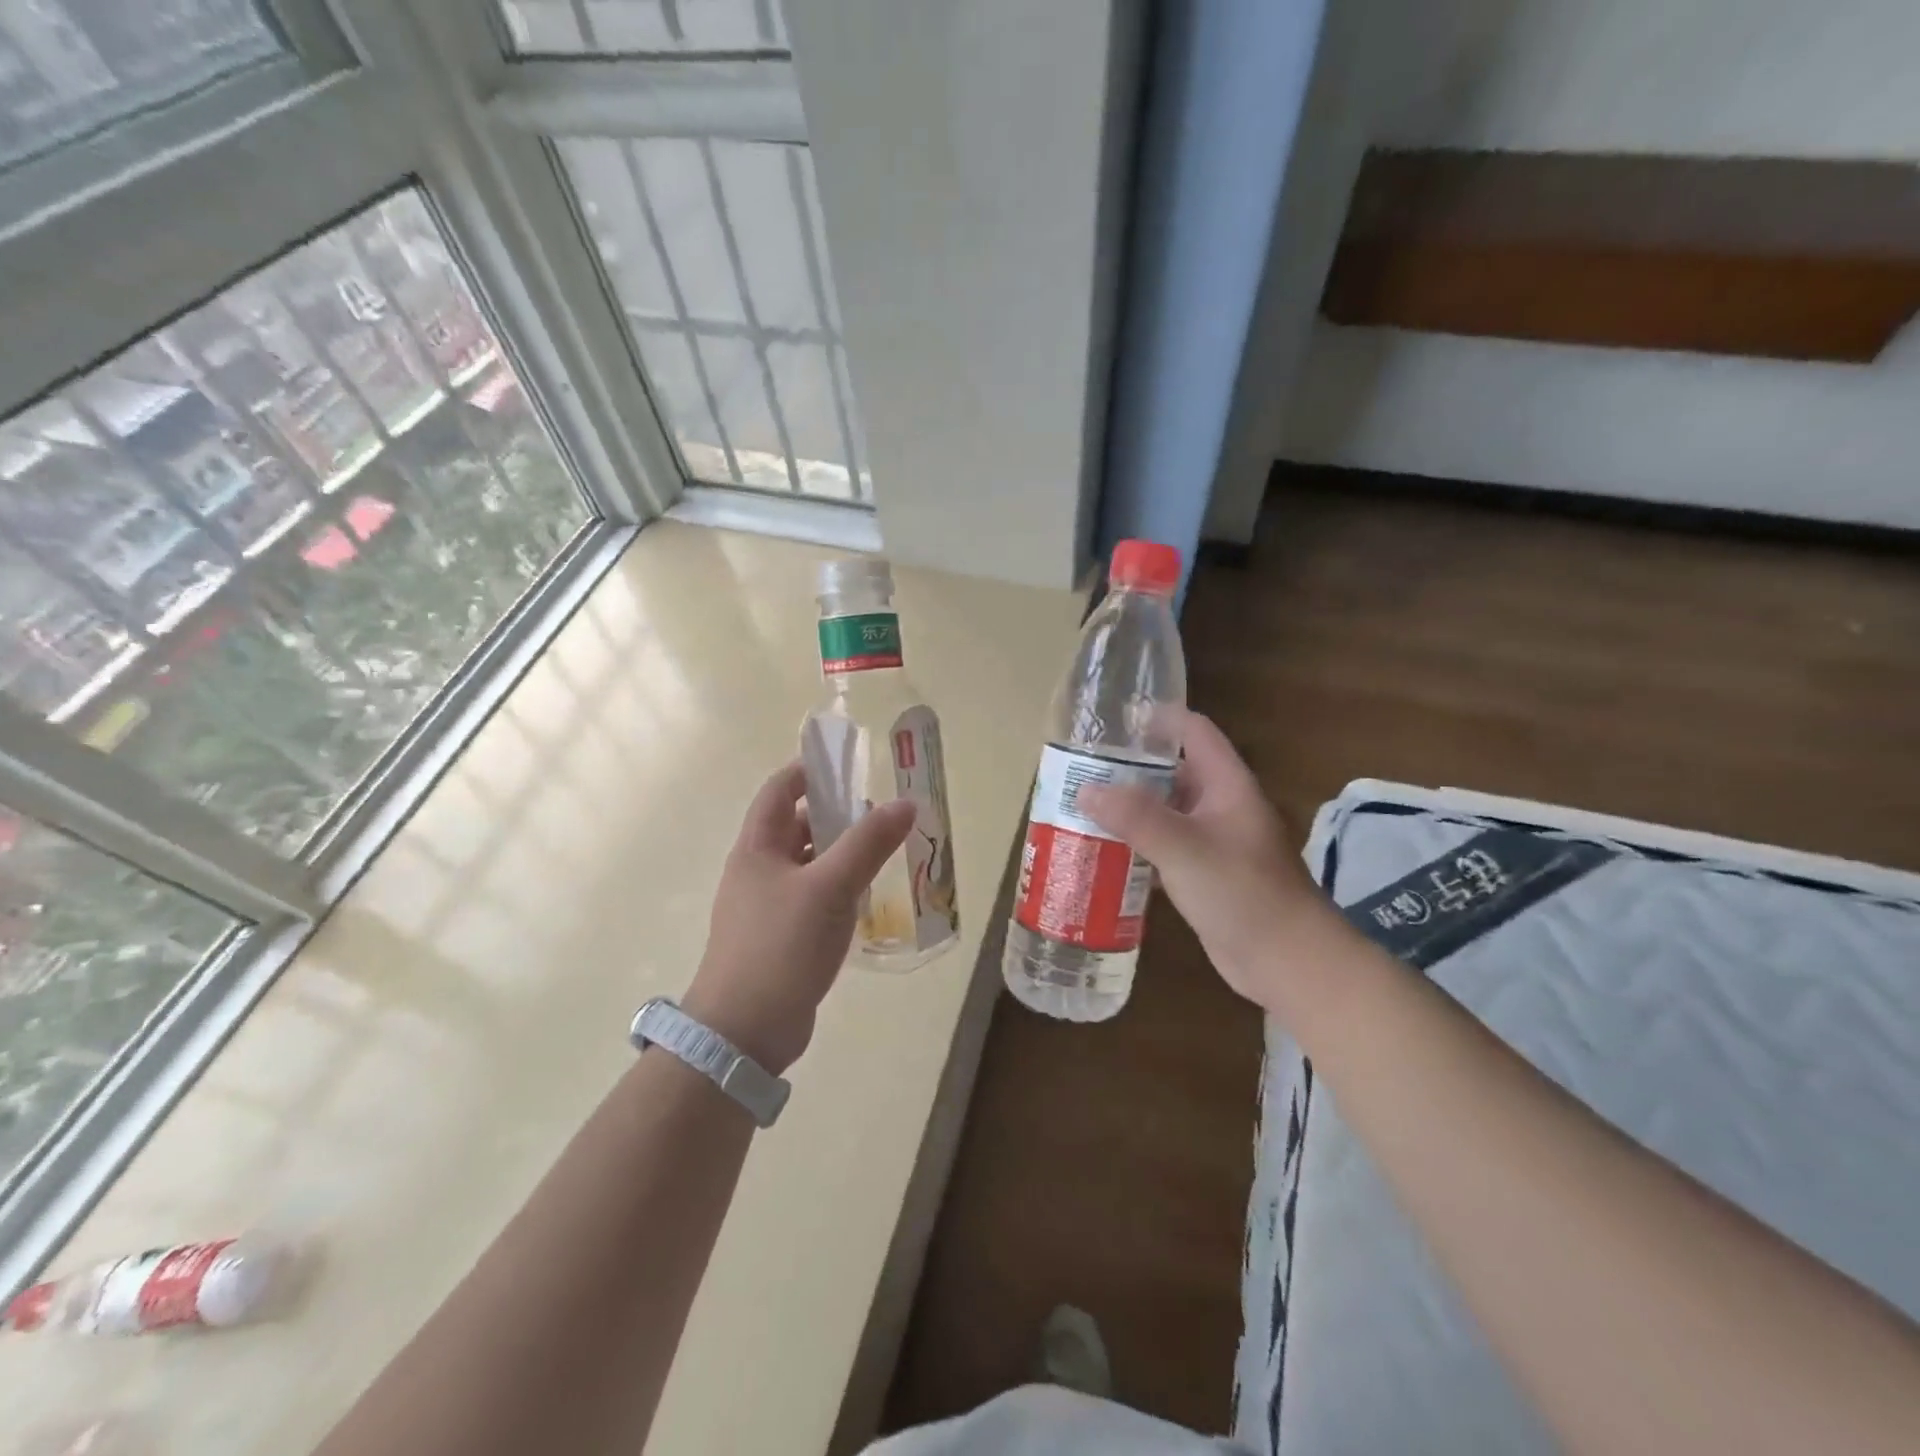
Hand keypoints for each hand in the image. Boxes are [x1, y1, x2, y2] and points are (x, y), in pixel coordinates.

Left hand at [684, 762, 915, 1074]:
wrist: (743, 1031)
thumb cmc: (780, 946)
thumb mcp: (830, 887)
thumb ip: (868, 843)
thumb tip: (905, 803)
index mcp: (757, 847)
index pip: (780, 790)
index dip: (809, 770)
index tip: (849, 764)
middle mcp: (757, 870)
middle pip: (795, 826)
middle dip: (835, 814)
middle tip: (880, 812)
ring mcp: (766, 906)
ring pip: (807, 864)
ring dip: (839, 853)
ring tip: (882, 851)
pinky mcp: (779, 937)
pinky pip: (811, 898)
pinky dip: (837, 888)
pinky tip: (865, 897)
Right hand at [1078, 710, 1327, 1008]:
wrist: (1288, 961)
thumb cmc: (1243, 893)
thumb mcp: (1185, 848)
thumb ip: (1135, 816)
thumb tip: (1085, 789)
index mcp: (1227, 785)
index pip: (1194, 732)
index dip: (1159, 719)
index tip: (1114, 721)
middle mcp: (1221, 806)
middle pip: (1173, 772)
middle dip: (1131, 769)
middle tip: (1083, 770)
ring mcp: (1214, 842)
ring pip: (1166, 812)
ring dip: (1130, 810)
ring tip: (1083, 807)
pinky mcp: (1204, 875)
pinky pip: (1165, 848)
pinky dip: (1137, 845)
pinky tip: (1104, 852)